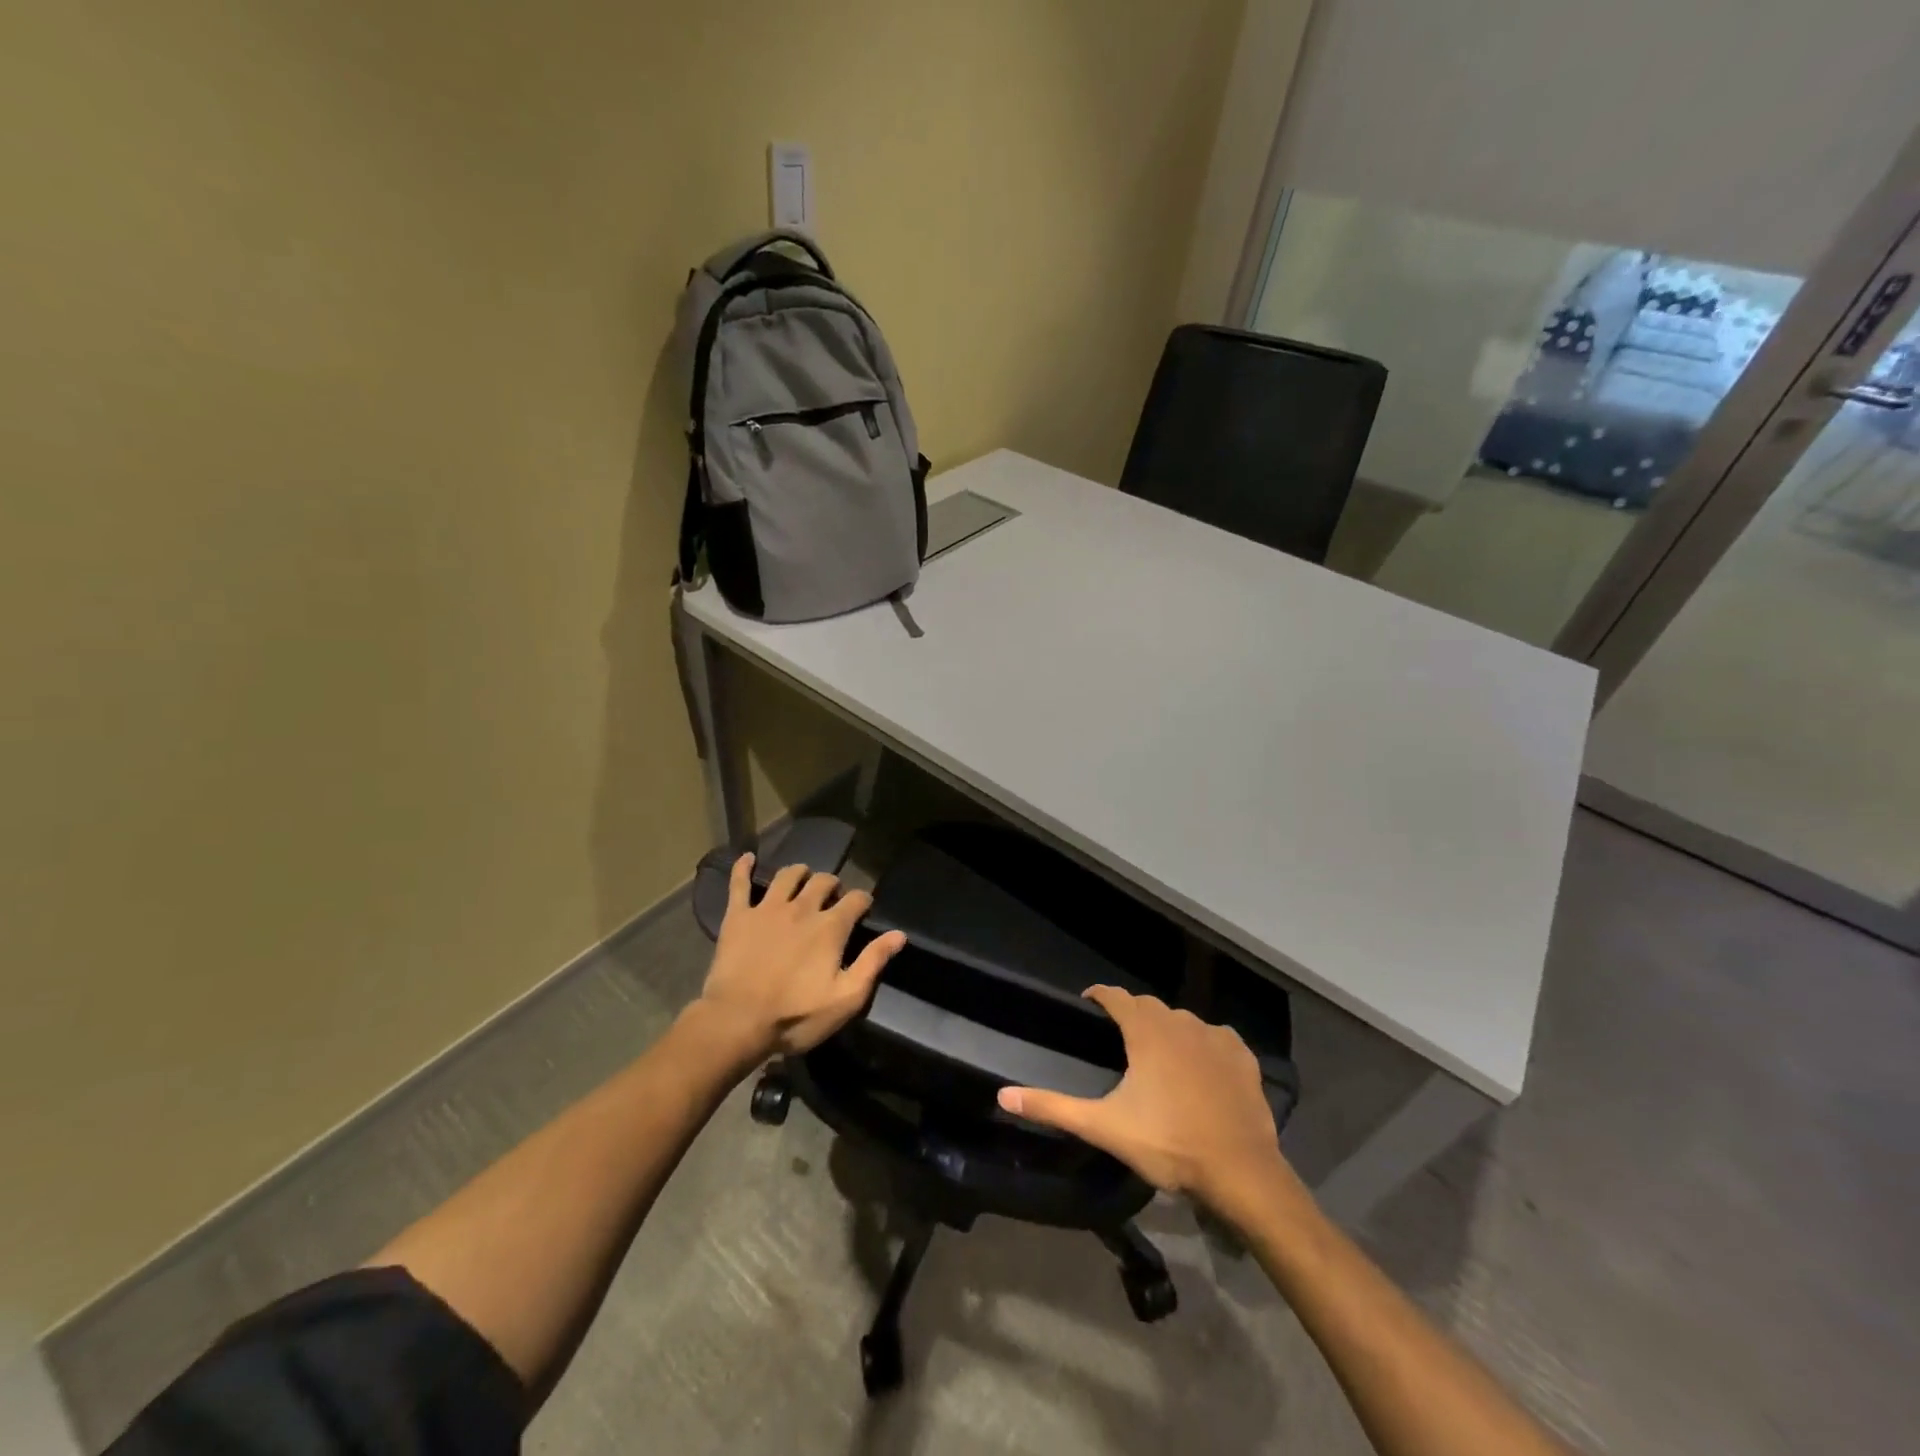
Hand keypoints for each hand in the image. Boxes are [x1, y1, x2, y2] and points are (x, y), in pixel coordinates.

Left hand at [695, 854, 905, 1061]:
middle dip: (833, 884)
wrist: (738, 1021)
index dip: (863, 900)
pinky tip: (747, 857)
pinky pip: (739, 883)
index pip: (856, 899)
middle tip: (833, 897)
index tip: (864, 907)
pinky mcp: (738, 916)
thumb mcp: (846, 998)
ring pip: (787, 876)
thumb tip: (899, 935)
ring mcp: (767, 908)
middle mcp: (802, 908)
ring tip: (802, 879)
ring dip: (799, 873)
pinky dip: (743, 867)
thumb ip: (873, 962)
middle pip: (823, 881)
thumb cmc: (796, 1015)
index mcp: (830, 927)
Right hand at [997, 985, 1296, 1220]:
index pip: (1116, 997)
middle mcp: (1180, 1023)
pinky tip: (1202, 1065)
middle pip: (1150, 1007)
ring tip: (1158, 1053)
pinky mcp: (1243, 1057)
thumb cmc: (1168, 1143)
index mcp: (1146, 1032)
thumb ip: (1054, 1107)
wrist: (1240, 1171)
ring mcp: (1215, 1038)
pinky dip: (1204, 1044)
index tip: (1089, 1003)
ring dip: (1168, 1029)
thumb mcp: (1104, 1127)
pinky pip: (1217, 1037)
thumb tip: (1003, 1095)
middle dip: (1132, 1014)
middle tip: (1120, 1036)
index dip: (1100, 996)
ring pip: (1184, 1020)